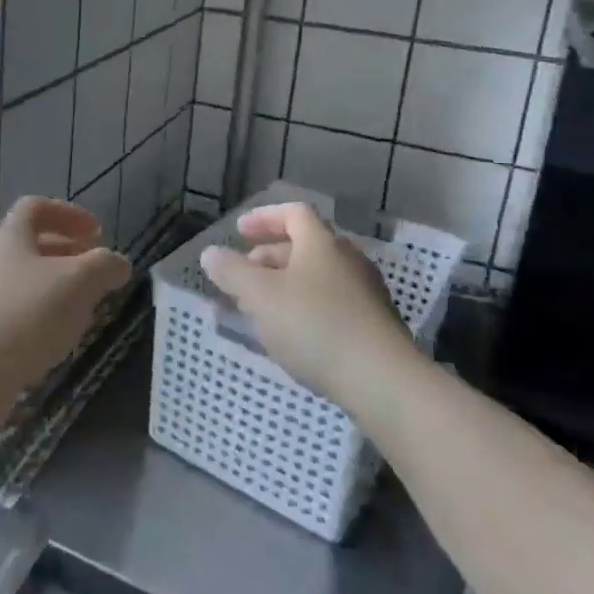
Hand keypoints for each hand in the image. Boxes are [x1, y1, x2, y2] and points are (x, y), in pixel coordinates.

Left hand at [0, 198, 130, 443]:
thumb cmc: (25, 315)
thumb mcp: (78, 283)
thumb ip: (104, 266)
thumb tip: (118, 263)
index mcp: (9, 236)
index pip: (36, 207)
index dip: (69, 214)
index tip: (97, 233)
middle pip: (27, 245)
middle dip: (64, 255)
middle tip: (92, 274)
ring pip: (18, 280)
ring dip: (50, 288)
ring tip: (77, 311)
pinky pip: (7, 312)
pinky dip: (33, 316)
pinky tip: (49, 341)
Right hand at [199, 202, 407, 399]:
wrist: (382, 381)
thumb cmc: (314, 325)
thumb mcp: (259, 295)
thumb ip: (231, 271)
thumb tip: (211, 253)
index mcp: (321, 242)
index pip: (293, 213)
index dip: (264, 218)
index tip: (240, 232)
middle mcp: (347, 259)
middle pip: (305, 245)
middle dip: (269, 256)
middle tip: (243, 275)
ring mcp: (365, 292)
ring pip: (316, 276)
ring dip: (285, 284)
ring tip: (260, 308)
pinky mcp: (373, 325)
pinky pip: (331, 302)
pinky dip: (305, 306)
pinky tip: (291, 334)